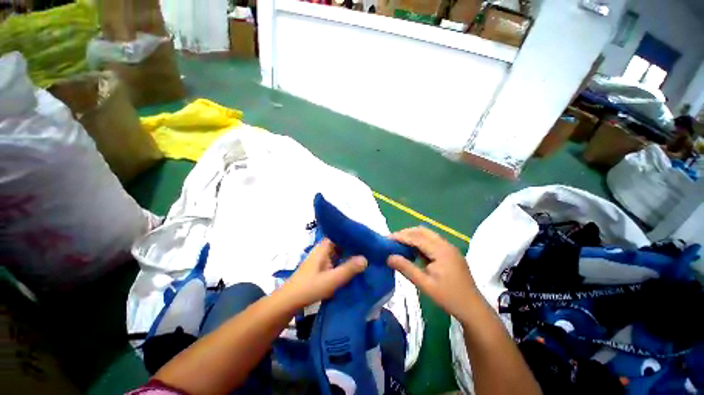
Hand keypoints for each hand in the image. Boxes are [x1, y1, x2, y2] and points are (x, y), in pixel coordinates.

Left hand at [282, 238, 366, 308]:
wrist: (289, 302)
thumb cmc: (309, 287)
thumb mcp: (331, 279)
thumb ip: (349, 269)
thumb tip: (366, 258)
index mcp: (324, 247)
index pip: (341, 234)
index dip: (353, 235)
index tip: (367, 238)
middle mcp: (324, 250)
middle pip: (342, 244)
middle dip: (354, 246)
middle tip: (371, 249)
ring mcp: (323, 259)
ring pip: (340, 253)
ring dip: (350, 255)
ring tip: (367, 257)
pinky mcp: (322, 268)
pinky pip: (337, 262)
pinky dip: (345, 263)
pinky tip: (355, 268)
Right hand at [388, 227, 478, 322]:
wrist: (473, 309)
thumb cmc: (449, 297)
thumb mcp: (425, 285)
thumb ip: (406, 269)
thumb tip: (388, 257)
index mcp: (441, 251)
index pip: (416, 237)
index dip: (400, 236)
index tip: (386, 238)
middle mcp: (446, 245)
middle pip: (422, 231)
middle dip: (406, 233)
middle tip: (392, 240)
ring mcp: (449, 248)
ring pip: (428, 235)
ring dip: (413, 236)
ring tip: (400, 244)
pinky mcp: (450, 253)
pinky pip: (432, 241)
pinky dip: (421, 242)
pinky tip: (414, 251)